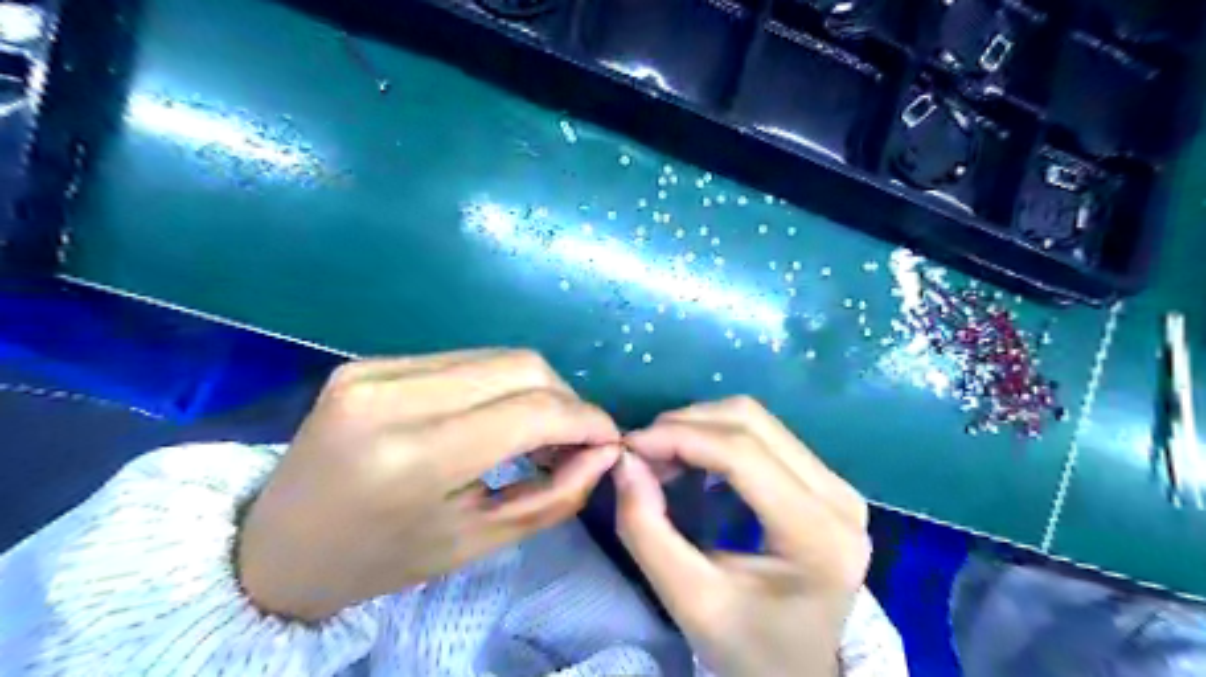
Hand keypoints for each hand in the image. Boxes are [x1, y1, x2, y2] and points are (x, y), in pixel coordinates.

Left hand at [235, 352, 620, 620]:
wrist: (274, 550)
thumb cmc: (381, 561)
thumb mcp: (475, 542)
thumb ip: (553, 496)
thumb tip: (604, 452)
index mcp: (412, 459)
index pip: (530, 412)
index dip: (585, 419)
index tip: (609, 439)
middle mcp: (391, 398)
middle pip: (520, 367)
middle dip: (565, 399)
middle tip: (575, 439)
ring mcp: (372, 370)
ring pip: (495, 356)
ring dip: (534, 389)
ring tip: (539, 430)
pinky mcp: (367, 362)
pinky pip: (461, 359)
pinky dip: (496, 383)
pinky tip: (494, 415)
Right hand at [615, 396, 871, 675]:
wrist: (799, 672)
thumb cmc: (748, 646)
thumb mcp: (689, 601)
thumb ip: (647, 530)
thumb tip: (625, 461)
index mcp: (818, 535)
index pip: (743, 455)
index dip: (679, 437)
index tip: (628, 445)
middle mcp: (838, 496)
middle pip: (751, 422)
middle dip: (685, 425)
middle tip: (642, 454)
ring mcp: (837, 483)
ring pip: (756, 419)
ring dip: (699, 426)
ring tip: (662, 457)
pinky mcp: (824, 480)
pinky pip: (764, 434)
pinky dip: (717, 435)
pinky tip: (691, 459)